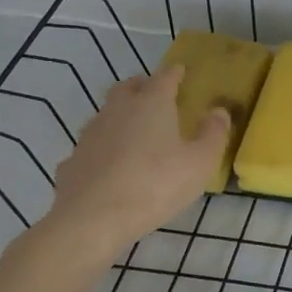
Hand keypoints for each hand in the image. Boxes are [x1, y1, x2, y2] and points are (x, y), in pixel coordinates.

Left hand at [48, 66, 227, 244]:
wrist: (91, 221)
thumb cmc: (155, 184)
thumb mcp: (200, 162)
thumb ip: (214, 134)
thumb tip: (219, 112)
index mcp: (151, 104)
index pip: (164, 77)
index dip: (175, 73)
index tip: (181, 70)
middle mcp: (117, 111)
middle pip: (127, 88)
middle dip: (142, 87)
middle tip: (155, 95)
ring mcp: (89, 136)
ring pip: (106, 115)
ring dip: (120, 117)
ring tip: (135, 133)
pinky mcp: (71, 163)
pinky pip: (91, 148)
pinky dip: (102, 150)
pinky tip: (109, 168)